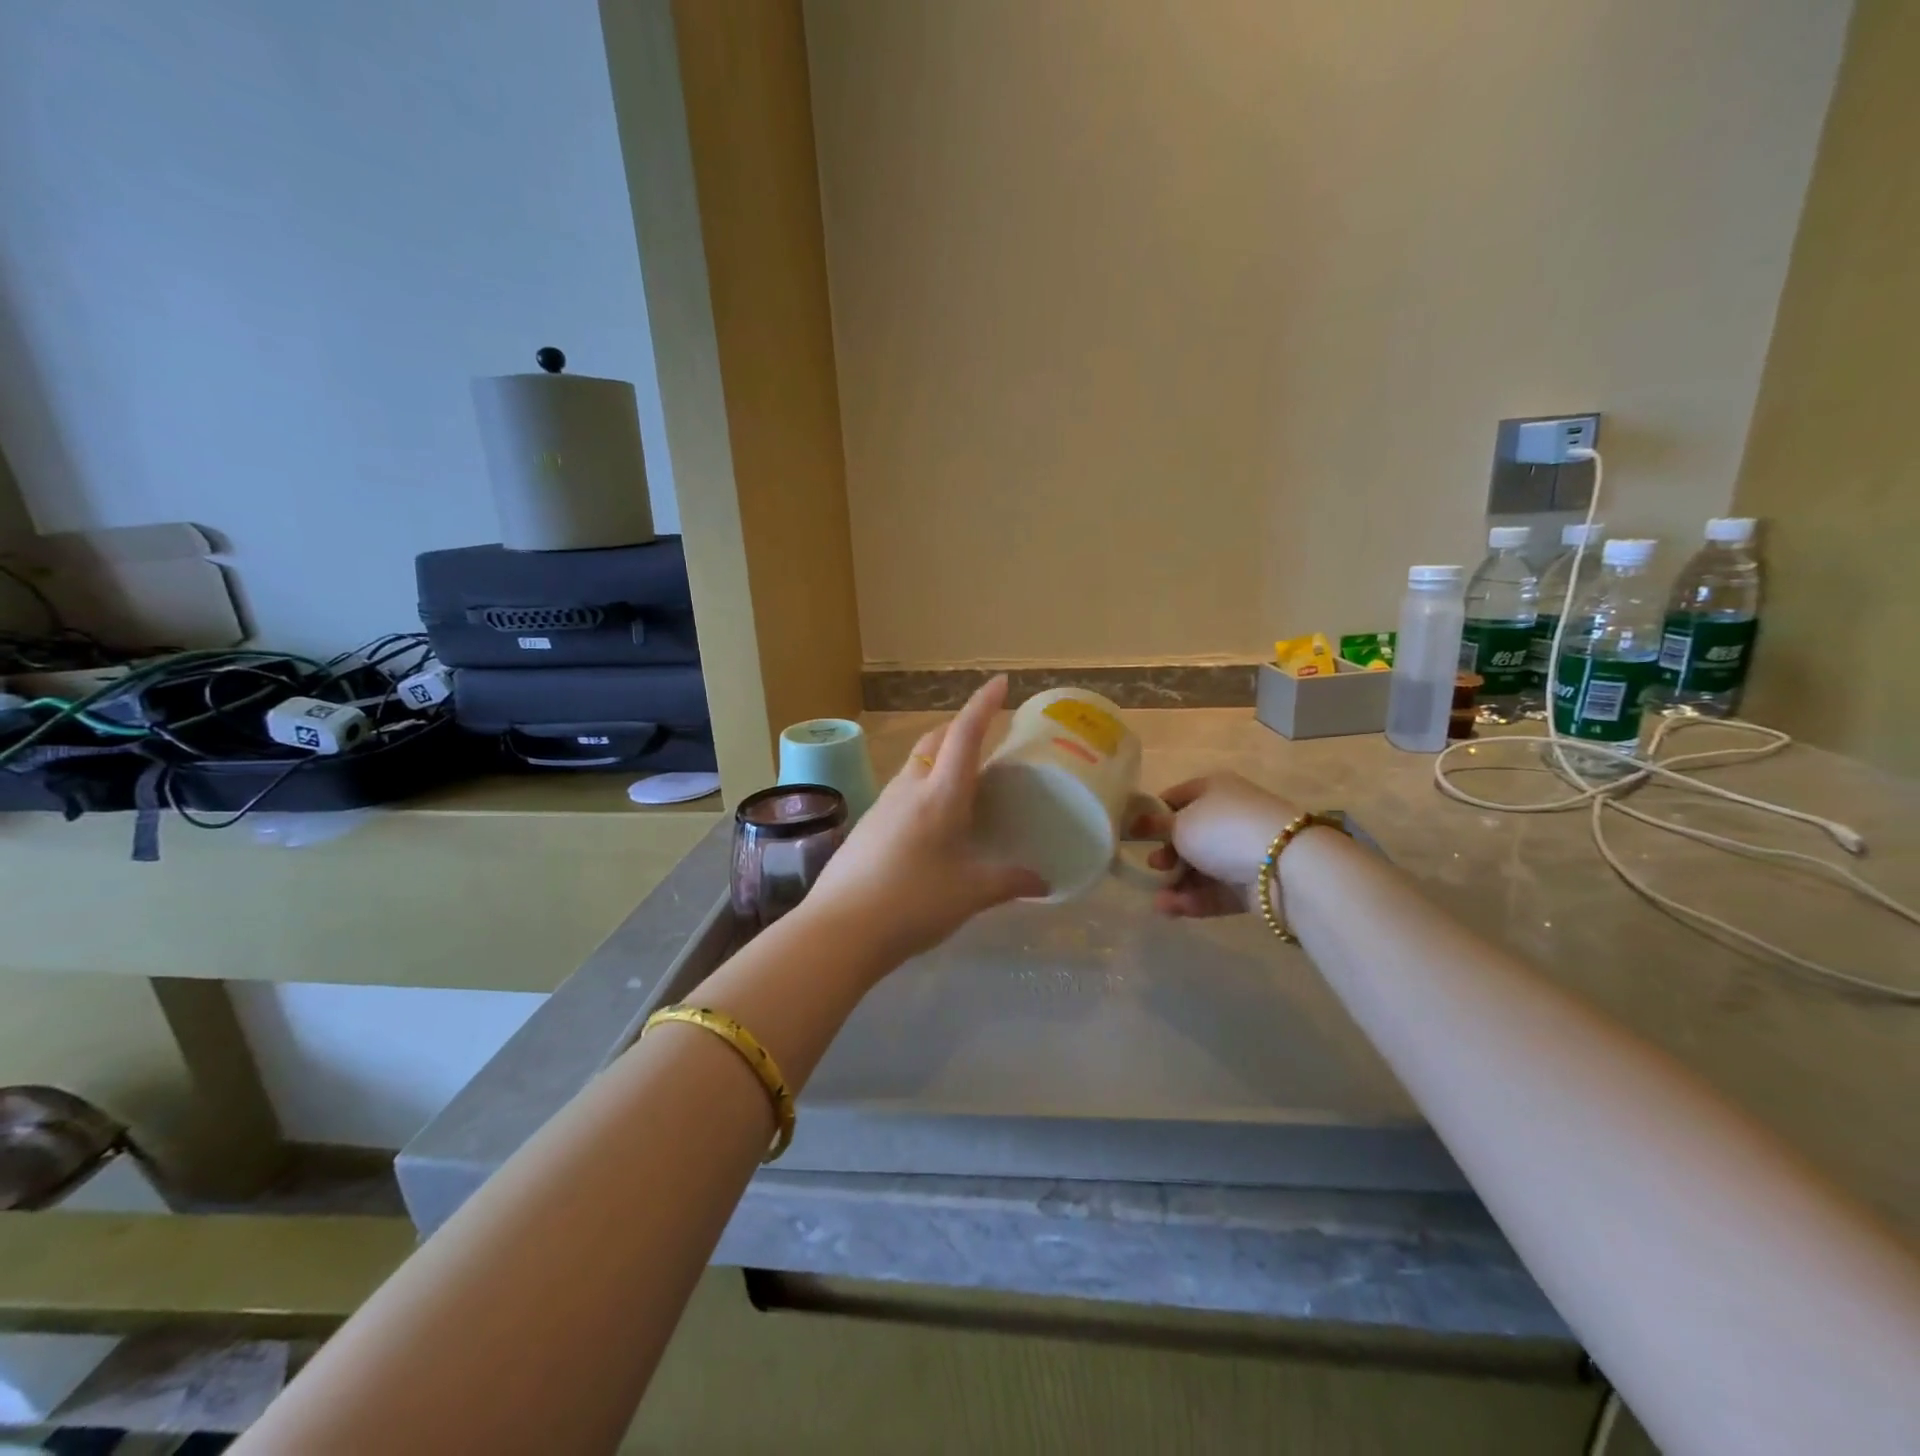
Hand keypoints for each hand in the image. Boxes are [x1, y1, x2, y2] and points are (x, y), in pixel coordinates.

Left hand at [804, 675, 1046, 965]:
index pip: (965, 734)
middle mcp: (909, 788)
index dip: (983, 705)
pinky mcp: (868, 825)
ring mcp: (883, 804)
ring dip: (939, 756)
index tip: (1000, 682)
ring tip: (963, 777)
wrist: (840, 929)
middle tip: (985, 733)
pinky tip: (932, 818)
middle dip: (960, 726)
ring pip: (915, 763)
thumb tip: (1043, 883)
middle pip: (935, 740)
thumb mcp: (970, 894)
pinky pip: (902, 790)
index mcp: (940, 794)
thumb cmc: (912, 903)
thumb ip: (1009, 882)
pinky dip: (923, 786)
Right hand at [1143, 772, 1300, 918]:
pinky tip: (1171, 910)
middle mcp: (1229, 816)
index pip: (1176, 797)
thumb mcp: (1181, 823)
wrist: (1284, 865)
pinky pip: (1216, 890)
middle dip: (1166, 853)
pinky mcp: (1252, 884)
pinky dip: (1194, 899)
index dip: (1153, 814)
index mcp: (1214, 789)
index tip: (1133, 833)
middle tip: (1154, 866)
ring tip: (1159, 902)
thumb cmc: (1223, 830)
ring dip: (1177, 883)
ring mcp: (1243, 851)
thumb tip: (1138, 822)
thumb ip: (1156, 825)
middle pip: (1189, 836)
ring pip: (1201, 868)